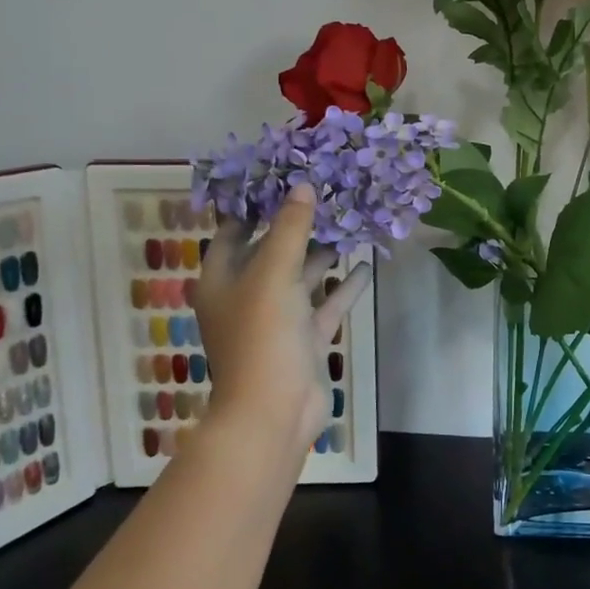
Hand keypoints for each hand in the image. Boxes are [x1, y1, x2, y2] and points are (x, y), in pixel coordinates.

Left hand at [195, 183, 369, 459]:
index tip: (282, 178)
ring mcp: (278, 318)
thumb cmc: (262, 335)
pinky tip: (365, 266)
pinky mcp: (304, 337)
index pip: (234, 231)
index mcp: (224, 279)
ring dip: (325, 254)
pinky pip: (325, 304)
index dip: (254, 205)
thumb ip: (290, 229)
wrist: (274, 410)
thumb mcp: (273, 273)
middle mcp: (248, 294)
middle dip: (299, 226)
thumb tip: (302, 186)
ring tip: (352, 223)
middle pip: (273, 251)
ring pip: (303, 276)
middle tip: (328, 194)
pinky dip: (343, 287)